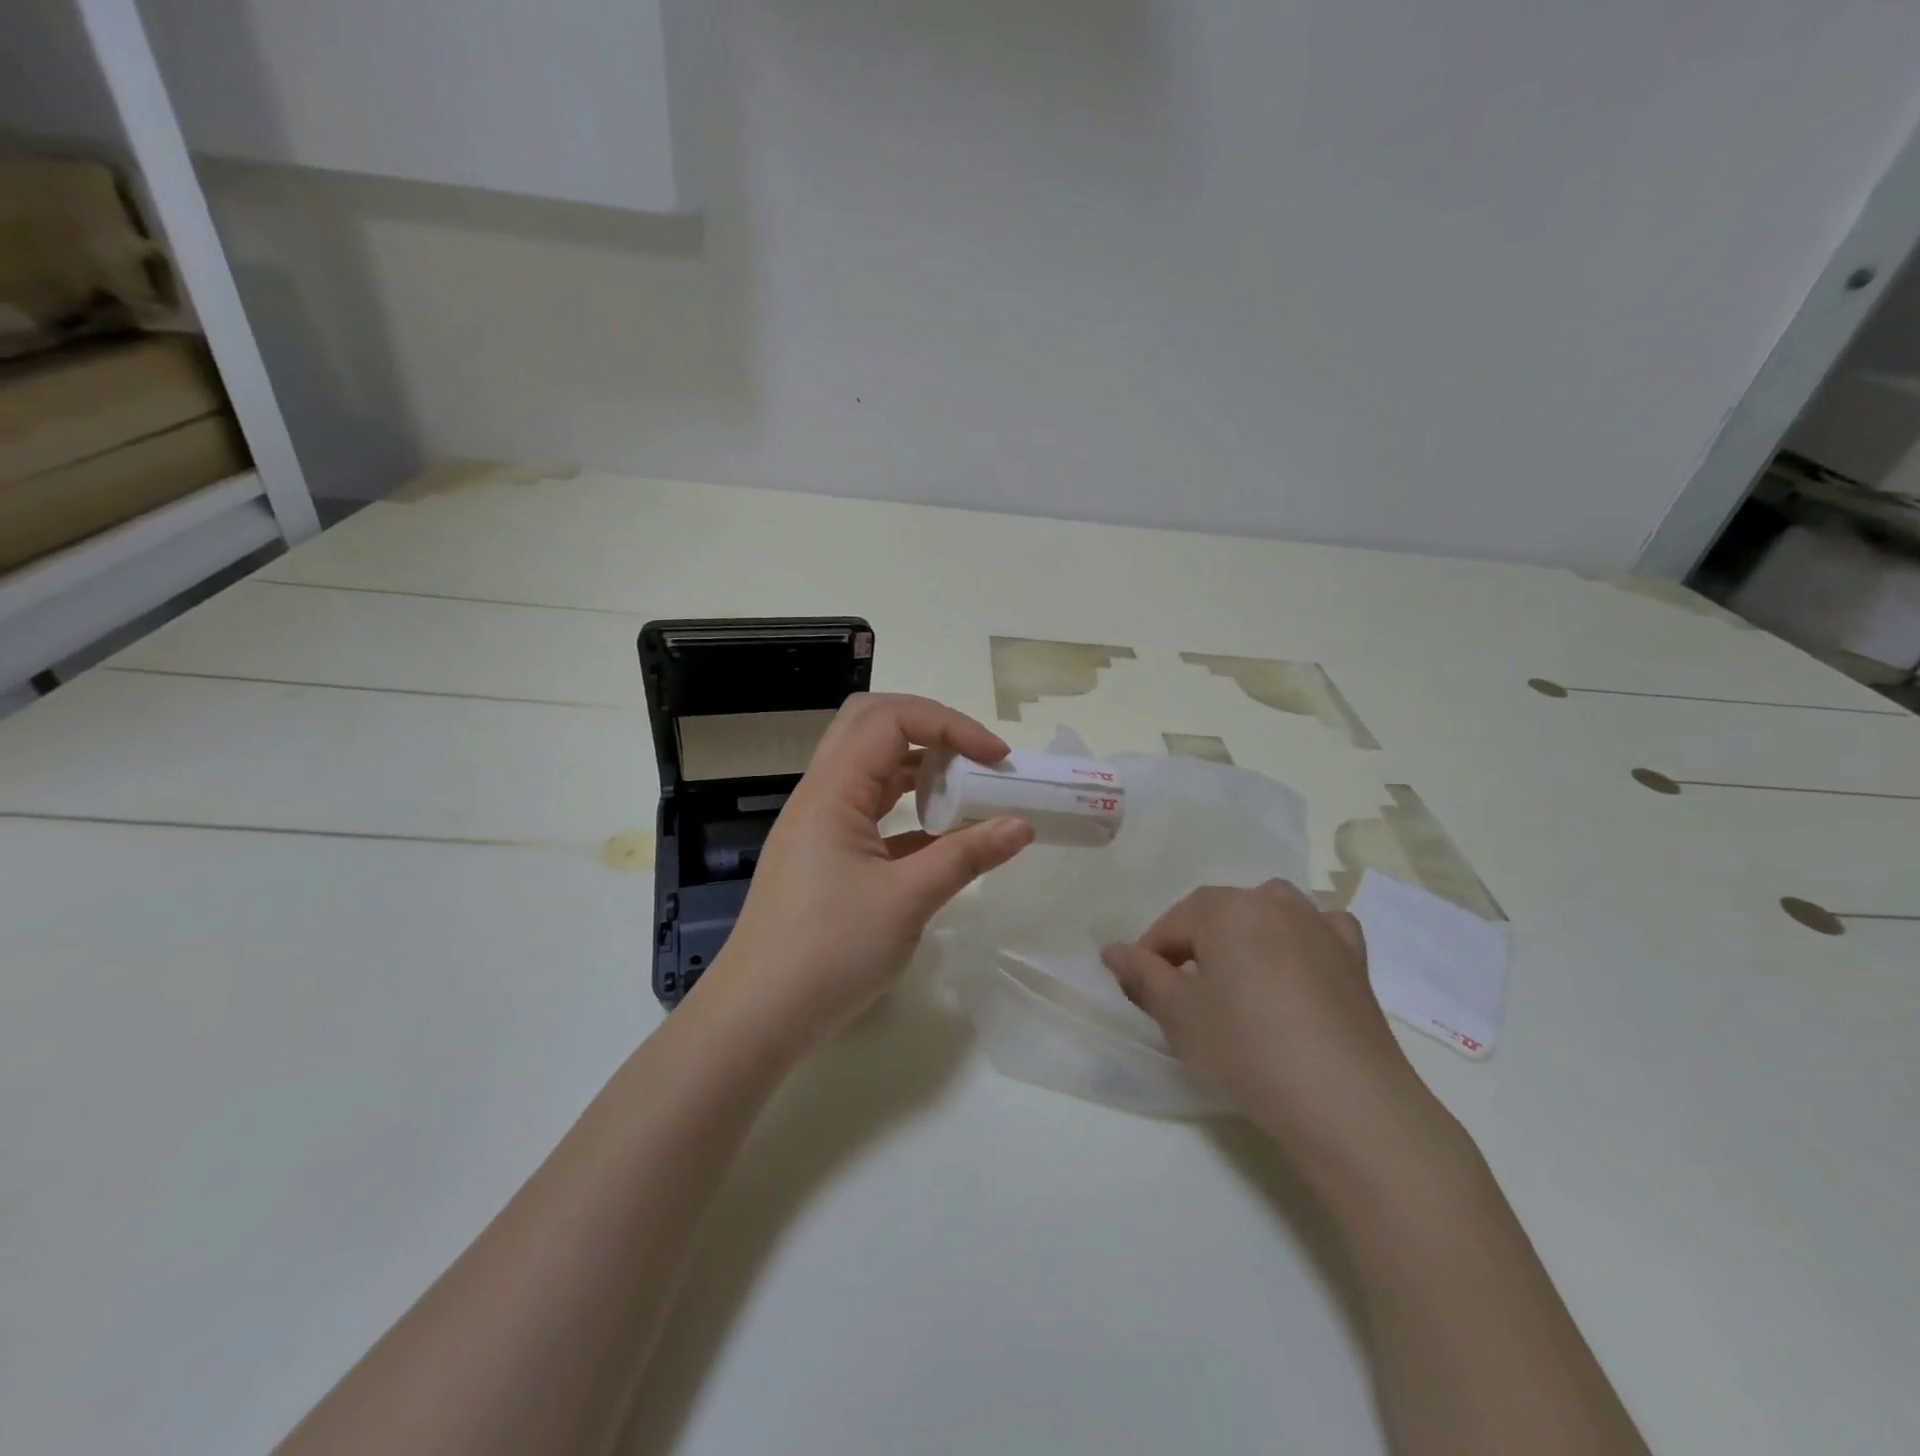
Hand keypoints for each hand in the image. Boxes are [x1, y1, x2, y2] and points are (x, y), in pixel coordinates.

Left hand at [699, 694, 1034, 1047]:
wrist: (760, 1015)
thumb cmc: (829, 952)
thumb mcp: (907, 900)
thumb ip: (966, 856)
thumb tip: (1021, 826)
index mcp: (832, 790)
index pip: (890, 719)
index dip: (949, 724)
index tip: (995, 757)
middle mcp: (821, 793)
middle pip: (872, 725)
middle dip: (930, 729)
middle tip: (975, 758)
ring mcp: (820, 824)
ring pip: (871, 767)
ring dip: (920, 768)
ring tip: (967, 791)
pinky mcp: (825, 853)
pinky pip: (870, 809)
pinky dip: (908, 808)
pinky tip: (943, 836)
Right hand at [1101, 881, 1460, 1196]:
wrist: (1347, 1102)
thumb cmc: (1247, 1049)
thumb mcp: (1178, 1015)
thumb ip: (1140, 975)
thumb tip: (1112, 951)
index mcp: (1226, 908)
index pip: (1173, 923)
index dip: (1151, 954)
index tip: (1143, 990)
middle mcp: (1273, 902)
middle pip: (1218, 913)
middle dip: (1195, 944)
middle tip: (1185, 993)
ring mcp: (1320, 926)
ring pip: (1268, 912)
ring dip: (1245, 935)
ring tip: (1238, 978)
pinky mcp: (1355, 957)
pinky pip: (1320, 929)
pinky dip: (1302, 938)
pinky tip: (1297, 965)